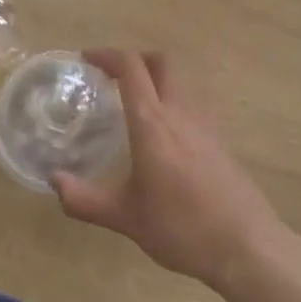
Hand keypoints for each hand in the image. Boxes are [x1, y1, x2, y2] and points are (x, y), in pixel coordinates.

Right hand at [51, 48, 285, 287]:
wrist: (246, 246)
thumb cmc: (182, 228)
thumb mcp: (126, 218)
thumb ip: (85, 200)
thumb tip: (54, 182)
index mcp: (153, 123)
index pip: (131, 68)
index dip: (107, 55)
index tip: (86, 59)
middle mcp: (180, 113)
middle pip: (162, 63)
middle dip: (135, 59)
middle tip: (112, 76)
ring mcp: (205, 125)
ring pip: (180, 82)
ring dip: (155, 79)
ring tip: (133, 104)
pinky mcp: (220, 141)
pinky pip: (191, 104)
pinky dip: (171, 102)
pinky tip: (161, 135)